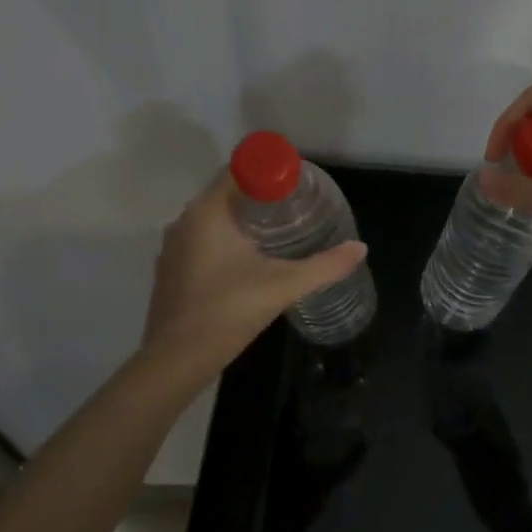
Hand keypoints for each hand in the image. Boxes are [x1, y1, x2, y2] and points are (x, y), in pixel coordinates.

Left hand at [140, 171, 367, 373]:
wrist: (175, 361)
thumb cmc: (228, 311)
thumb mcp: (283, 286)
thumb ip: (324, 265)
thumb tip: (360, 248)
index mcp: (207, 212)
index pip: (238, 170)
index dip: (268, 170)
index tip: (295, 182)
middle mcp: (185, 221)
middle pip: (227, 192)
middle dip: (260, 194)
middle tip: (295, 205)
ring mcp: (174, 247)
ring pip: (213, 218)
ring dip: (242, 218)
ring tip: (278, 230)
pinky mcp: (171, 269)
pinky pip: (202, 239)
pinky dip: (225, 239)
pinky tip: (248, 258)